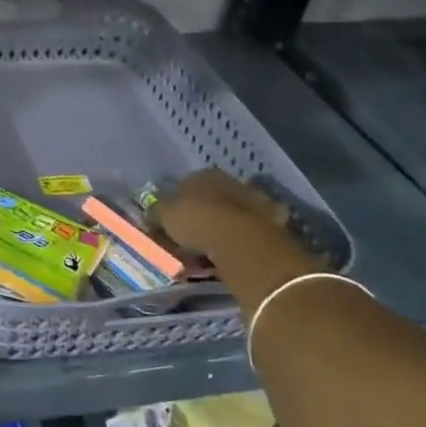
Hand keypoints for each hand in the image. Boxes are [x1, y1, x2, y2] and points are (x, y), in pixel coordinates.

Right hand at [152, 169, 324, 304]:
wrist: (241, 240)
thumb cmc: (196, 221)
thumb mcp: (163, 216)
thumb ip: (156, 214)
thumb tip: (151, 216)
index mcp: (202, 174)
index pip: (184, 185)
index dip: (176, 205)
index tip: (170, 224)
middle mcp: (230, 181)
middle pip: (211, 198)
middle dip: (202, 215)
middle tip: (190, 238)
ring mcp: (255, 200)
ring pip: (232, 214)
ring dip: (223, 227)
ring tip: (212, 250)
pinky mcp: (274, 222)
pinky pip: (250, 232)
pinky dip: (243, 240)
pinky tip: (234, 253)